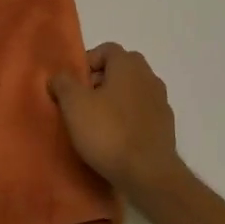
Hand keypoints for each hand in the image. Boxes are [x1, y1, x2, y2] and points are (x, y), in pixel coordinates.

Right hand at [48, 44, 185, 200]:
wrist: (149, 174)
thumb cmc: (109, 132)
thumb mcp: (74, 105)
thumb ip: (63, 83)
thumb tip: (58, 76)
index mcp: (129, 64)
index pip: (107, 49)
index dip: (87, 63)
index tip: (73, 85)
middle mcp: (149, 76)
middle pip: (121, 69)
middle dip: (100, 81)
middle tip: (82, 103)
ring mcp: (161, 102)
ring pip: (132, 91)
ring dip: (115, 101)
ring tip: (97, 124)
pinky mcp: (166, 126)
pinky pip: (142, 113)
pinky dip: (128, 119)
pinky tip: (116, 139)